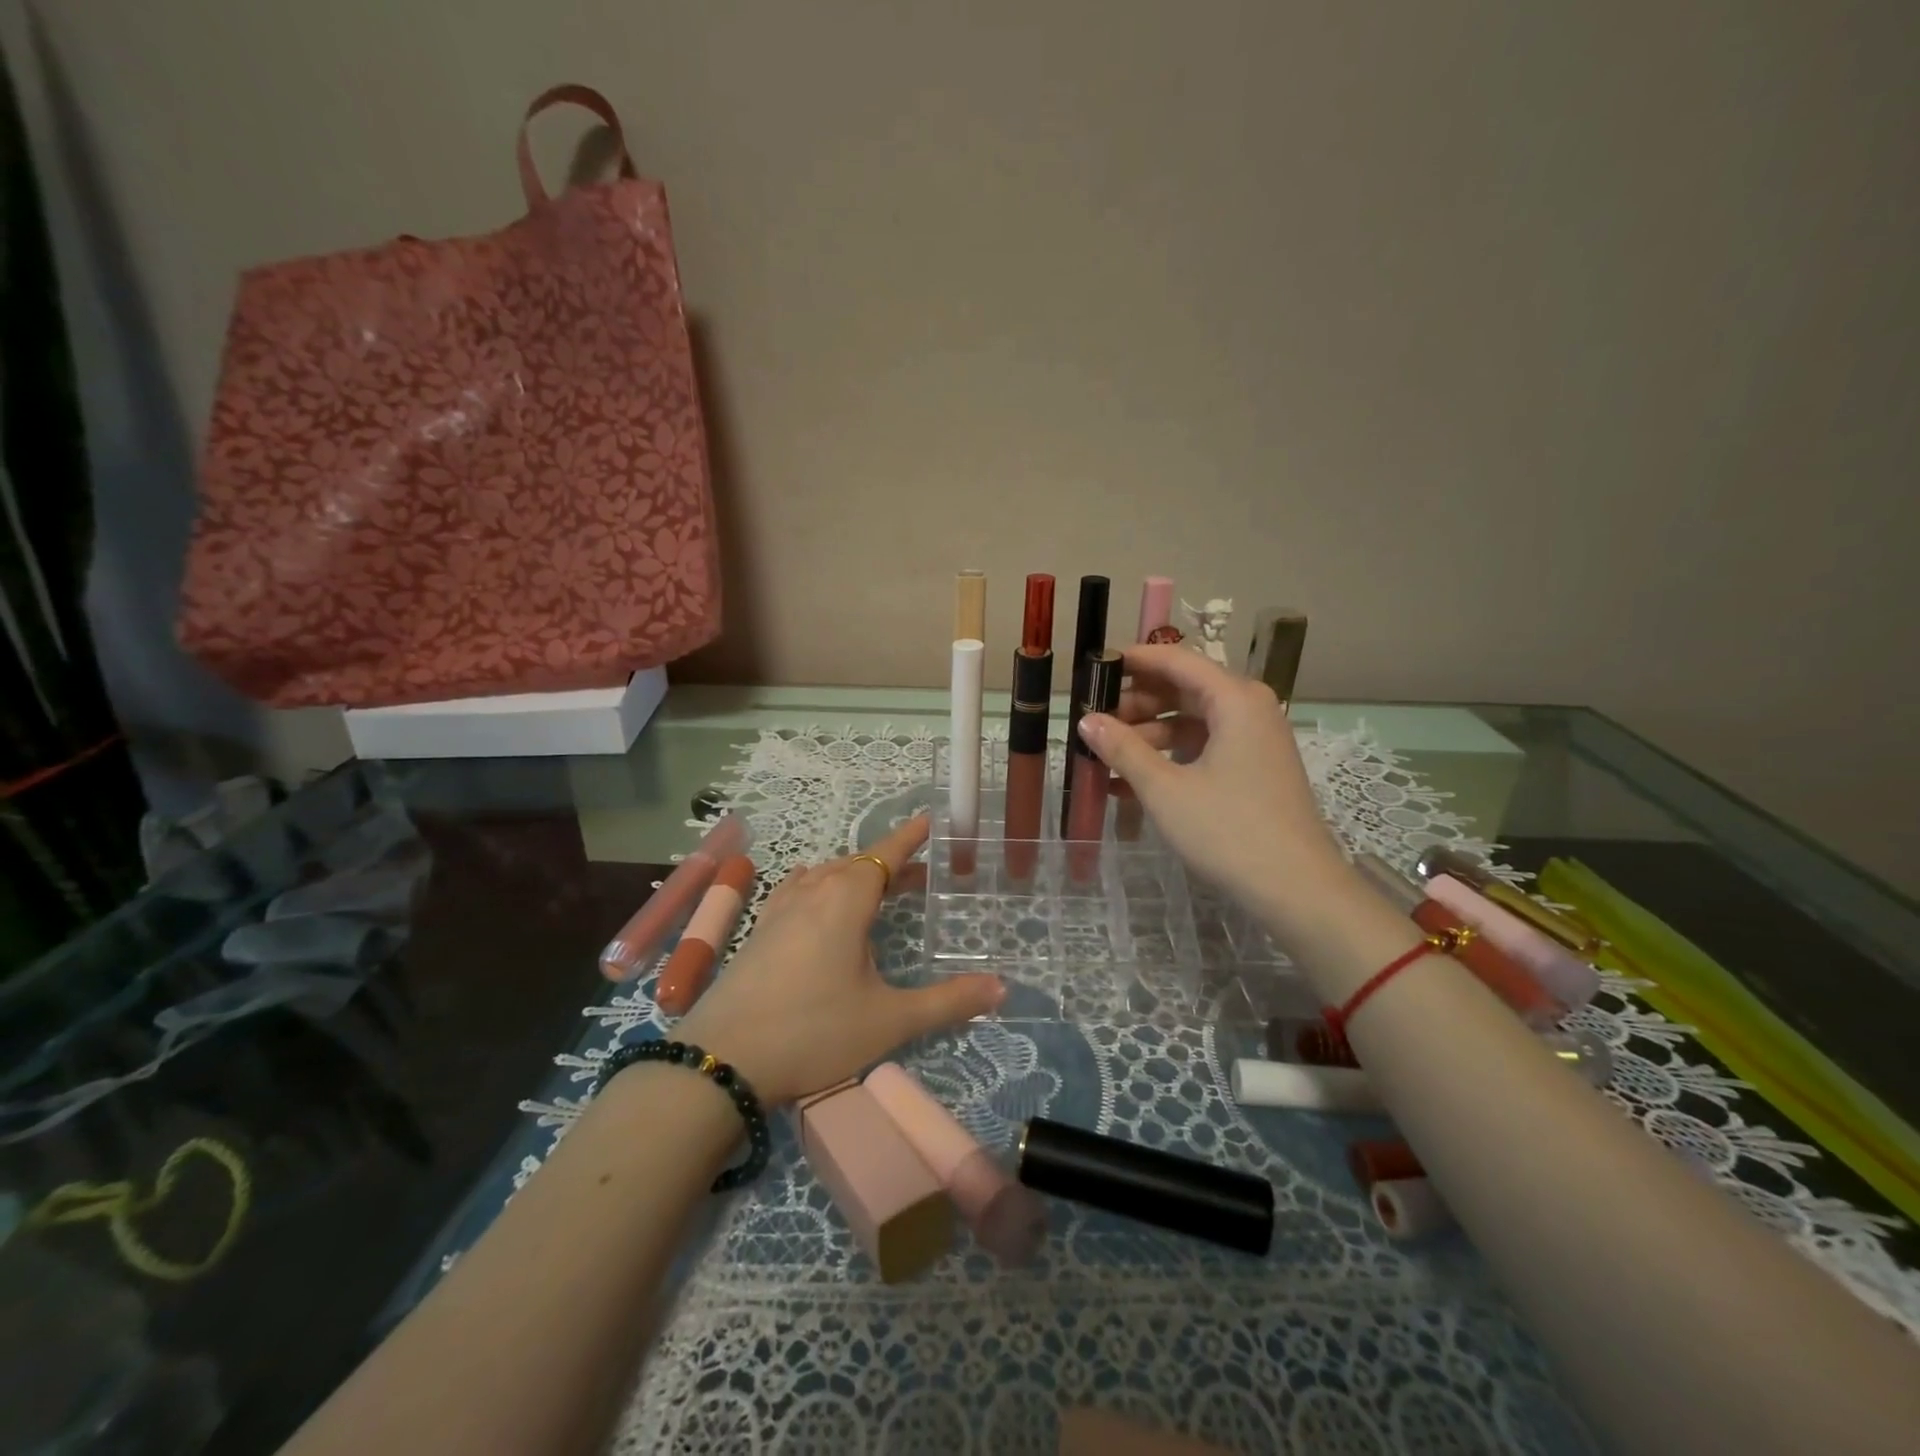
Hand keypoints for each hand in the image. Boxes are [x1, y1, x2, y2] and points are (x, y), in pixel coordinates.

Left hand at [676, 814, 1003, 1106]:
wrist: (721, 1060)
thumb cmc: (814, 1032)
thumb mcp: (889, 1021)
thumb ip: (948, 1002)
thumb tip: (1001, 989)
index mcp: (845, 900)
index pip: (884, 856)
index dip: (909, 838)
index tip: (929, 820)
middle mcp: (812, 893)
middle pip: (856, 863)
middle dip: (889, 862)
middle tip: (919, 873)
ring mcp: (778, 911)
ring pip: (824, 875)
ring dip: (853, 874)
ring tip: (876, 888)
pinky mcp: (758, 932)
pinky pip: (797, 891)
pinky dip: (820, 887)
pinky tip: (817, 902)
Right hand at [1077, 644, 1348, 927]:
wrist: (1296, 889)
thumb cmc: (1228, 831)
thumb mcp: (1165, 789)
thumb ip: (1123, 749)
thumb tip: (1086, 720)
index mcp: (1234, 699)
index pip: (1175, 660)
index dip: (1132, 661)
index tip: (1092, 669)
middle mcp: (1248, 709)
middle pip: (1182, 689)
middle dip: (1135, 704)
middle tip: (1092, 720)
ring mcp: (1254, 740)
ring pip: (1190, 721)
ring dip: (1147, 736)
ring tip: (1104, 757)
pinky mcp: (1253, 768)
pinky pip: (1203, 748)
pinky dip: (1169, 759)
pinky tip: (1130, 784)